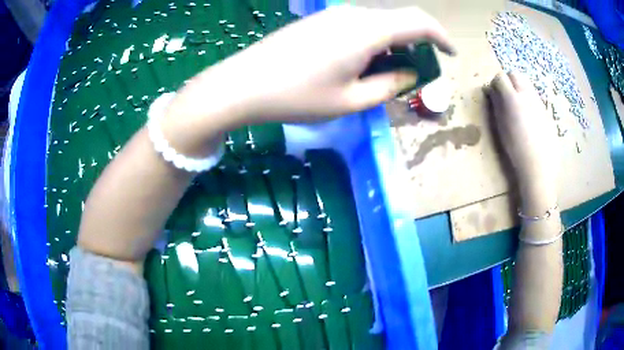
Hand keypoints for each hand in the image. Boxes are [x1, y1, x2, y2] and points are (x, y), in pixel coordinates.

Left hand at [170, 5, 454, 127]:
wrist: (244, 84)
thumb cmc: (298, 96)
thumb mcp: (351, 101)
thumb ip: (388, 85)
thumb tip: (409, 73)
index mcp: (367, 31)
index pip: (419, 22)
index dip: (441, 37)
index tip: (451, 54)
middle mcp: (353, 15)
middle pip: (399, 22)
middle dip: (417, 45)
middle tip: (417, 72)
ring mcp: (333, 16)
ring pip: (379, 24)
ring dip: (393, 45)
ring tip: (388, 73)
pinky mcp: (319, 22)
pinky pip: (358, 26)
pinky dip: (373, 42)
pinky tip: (362, 63)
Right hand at [486, 72, 558, 194]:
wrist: (539, 166)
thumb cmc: (517, 150)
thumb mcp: (502, 127)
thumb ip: (496, 105)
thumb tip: (491, 91)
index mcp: (513, 99)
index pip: (500, 77)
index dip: (495, 83)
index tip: (494, 94)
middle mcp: (527, 94)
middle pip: (515, 74)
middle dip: (509, 80)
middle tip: (506, 97)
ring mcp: (538, 101)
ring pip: (527, 83)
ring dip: (519, 89)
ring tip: (518, 107)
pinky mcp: (546, 110)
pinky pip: (535, 96)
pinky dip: (529, 99)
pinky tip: (529, 117)